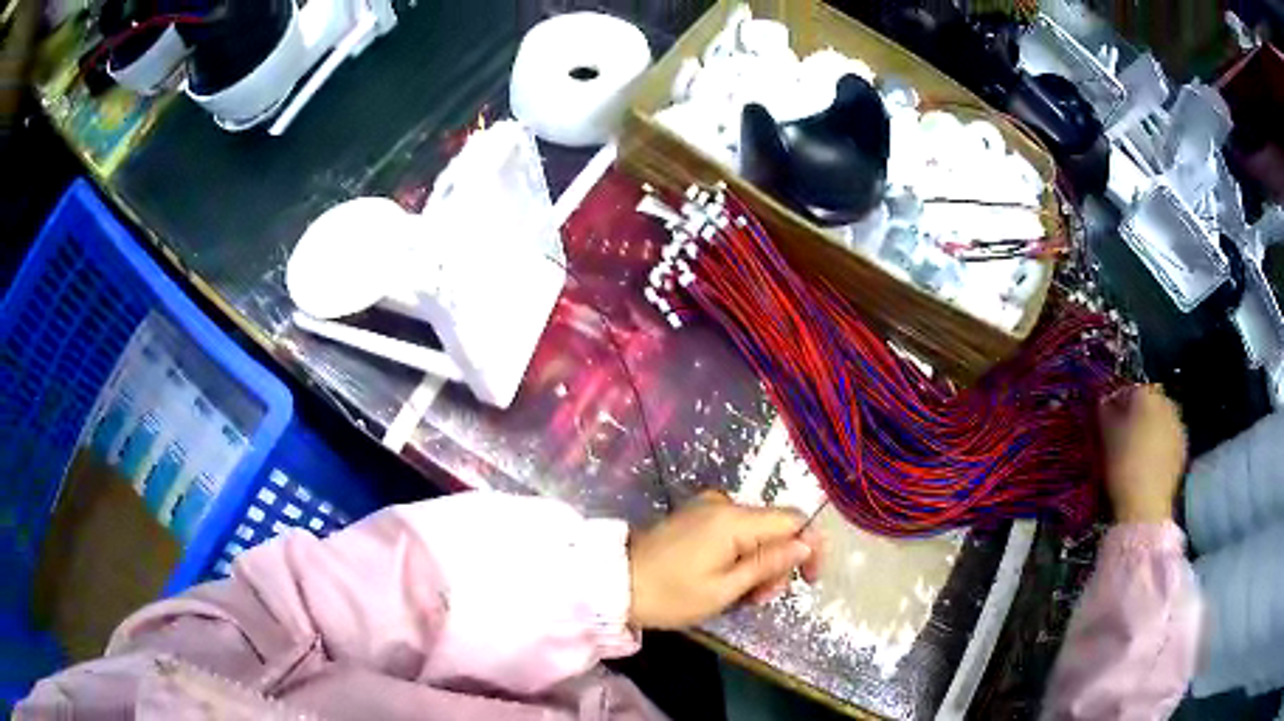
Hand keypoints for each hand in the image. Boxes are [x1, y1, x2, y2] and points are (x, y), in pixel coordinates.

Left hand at [627, 490, 823, 628]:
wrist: (614, 584)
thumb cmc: (669, 594)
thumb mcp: (724, 589)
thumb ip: (767, 564)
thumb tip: (805, 544)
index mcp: (733, 519)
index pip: (793, 519)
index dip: (810, 546)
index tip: (809, 579)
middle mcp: (724, 503)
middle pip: (775, 527)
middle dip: (778, 563)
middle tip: (761, 599)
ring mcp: (707, 507)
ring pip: (756, 531)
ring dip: (759, 563)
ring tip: (742, 597)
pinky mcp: (695, 516)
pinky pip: (734, 531)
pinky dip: (740, 555)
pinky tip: (728, 580)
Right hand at [1099, 384, 1186, 523]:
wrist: (1147, 505)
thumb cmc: (1124, 466)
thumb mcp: (1108, 439)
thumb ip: (1106, 415)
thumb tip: (1104, 402)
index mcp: (1147, 396)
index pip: (1132, 388)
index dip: (1119, 400)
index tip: (1108, 414)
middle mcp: (1167, 403)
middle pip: (1151, 401)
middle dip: (1139, 412)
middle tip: (1125, 431)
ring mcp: (1178, 426)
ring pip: (1162, 419)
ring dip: (1152, 427)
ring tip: (1139, 448)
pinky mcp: (1183, 449)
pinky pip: (1170, 437)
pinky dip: (1161, 443)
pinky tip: (1151, 460)